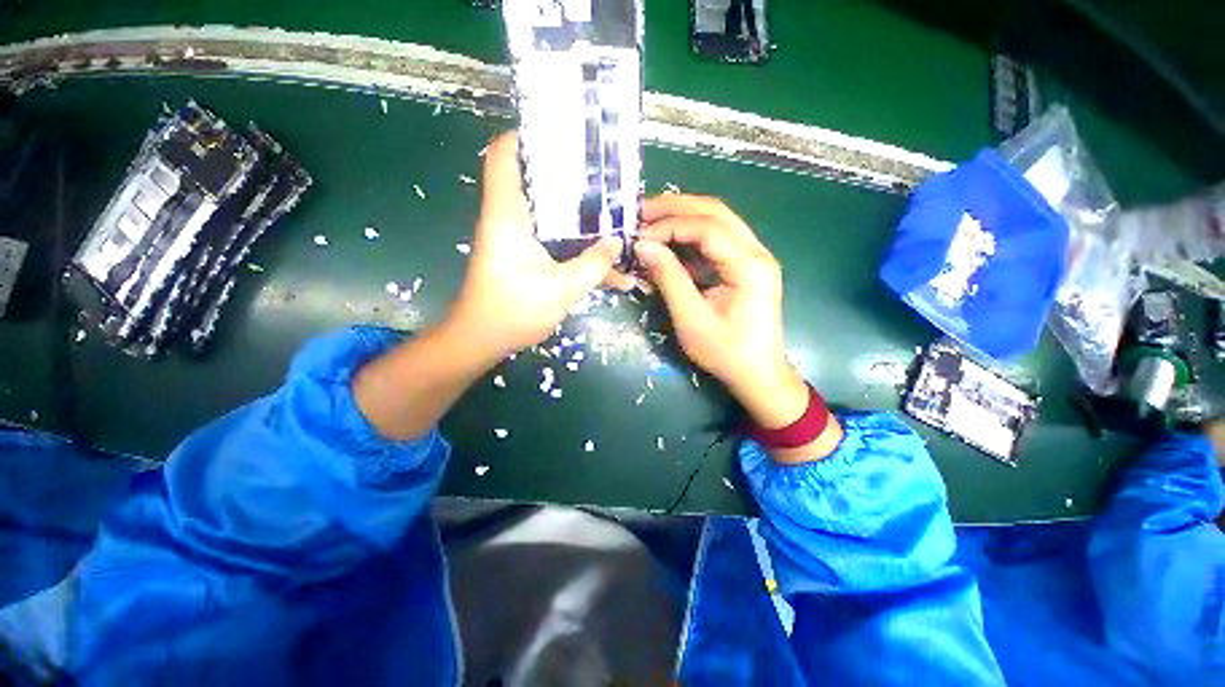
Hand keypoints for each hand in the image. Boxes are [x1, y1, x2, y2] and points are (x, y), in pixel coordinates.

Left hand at [446, 132, 630, 363]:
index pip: (504, 155)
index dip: (528, 136)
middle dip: (570, 176)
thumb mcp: (561, 289)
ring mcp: (518, 238)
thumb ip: (593, 264)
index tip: (566, 137)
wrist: (484, 340)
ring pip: (550, 212)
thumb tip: (617, 242)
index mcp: (508, 215)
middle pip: (535, 180)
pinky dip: (576, 245)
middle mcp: (510, 219)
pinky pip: (554, 240)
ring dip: (579, 214)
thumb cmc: (513, 311)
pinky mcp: (525, 256)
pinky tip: (604, 260)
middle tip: (605, 178)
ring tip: (614, 214)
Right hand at [635, 194, 840, 460]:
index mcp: (749, 266)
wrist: (758, 374)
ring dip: (683, 218)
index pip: (708, 227)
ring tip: (650, 223)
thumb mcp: (691, 320)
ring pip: (717, 222)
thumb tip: (643, 246)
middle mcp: (756, 252)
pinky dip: (690, 239)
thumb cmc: (726, 353)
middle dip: (676, 208)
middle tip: (641, 212)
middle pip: (716, 212)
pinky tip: (669, 246)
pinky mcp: (745, 266)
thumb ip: (668, 279)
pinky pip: (717, 242)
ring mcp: (754, 257)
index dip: (670, 225)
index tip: (640, 235)